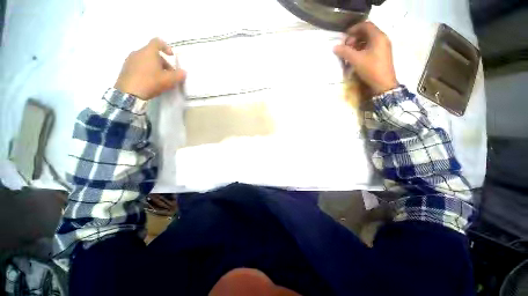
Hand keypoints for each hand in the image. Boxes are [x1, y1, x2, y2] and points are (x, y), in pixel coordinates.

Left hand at [114, 38, 185, 99]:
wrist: (129, 93)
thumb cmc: (151, 82)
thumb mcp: (169, 80)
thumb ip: (178, 75)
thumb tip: (183, 72)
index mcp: (149, 52)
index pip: (157, 42)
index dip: (166, 47)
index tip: (171, 56)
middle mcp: (138, 52)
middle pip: (153, 53)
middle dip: (163, 62)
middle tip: (169, 74)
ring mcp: (130, 60)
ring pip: (145, 60)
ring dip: (154, 67)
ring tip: (160, 79)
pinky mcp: (125, 68)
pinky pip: (139, 65)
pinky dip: (146, 70)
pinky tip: (150, 81)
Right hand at [333, 22, 397, 94]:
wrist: (383, 84)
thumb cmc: (371, 69)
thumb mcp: (356, 60)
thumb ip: (345, 52)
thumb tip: (335, 47)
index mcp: (378, 36)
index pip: (365, 25)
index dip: (353, 29)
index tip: (344, 37)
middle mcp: (382, 38)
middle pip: (367, 32)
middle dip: (354, 38)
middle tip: (346, 47)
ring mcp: (383, 47)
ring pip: (368, 40)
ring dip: (357, 44)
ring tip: (349, 53)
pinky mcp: (382, 54)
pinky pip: (371, 47)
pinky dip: (362, 49)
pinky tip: (356, 57)